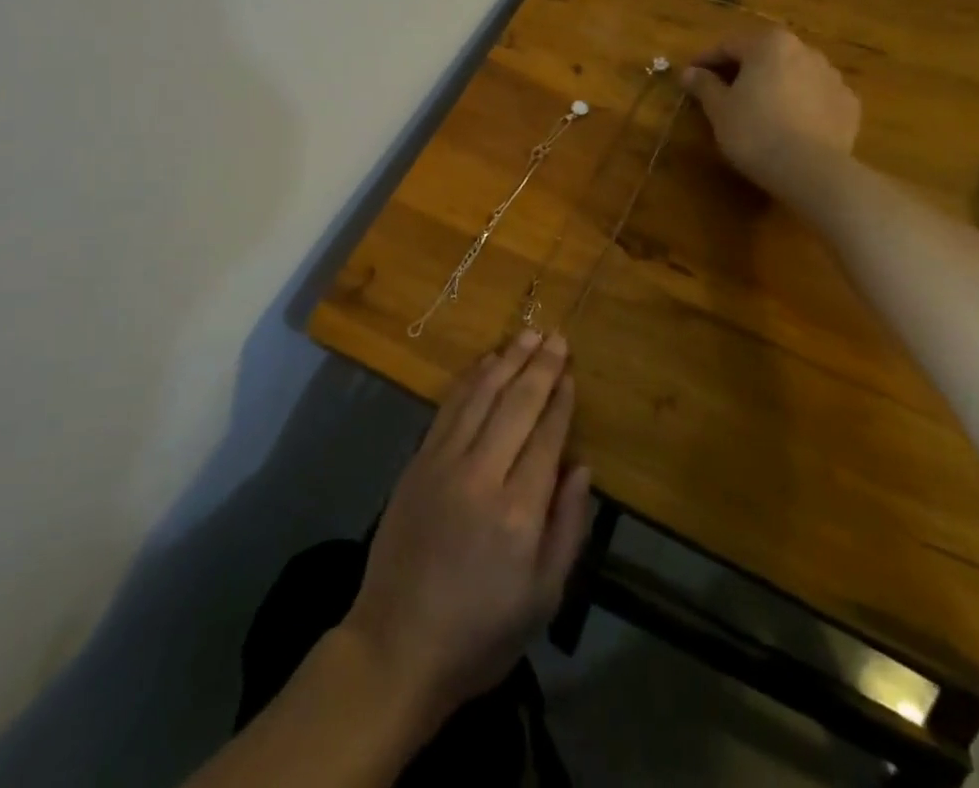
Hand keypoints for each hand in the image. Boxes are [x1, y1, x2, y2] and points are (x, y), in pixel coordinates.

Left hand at [341, 330, 592, 721]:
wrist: (397, 644)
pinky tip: (485, 363)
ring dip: (506, 361)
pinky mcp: (417, 461)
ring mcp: (443, 463)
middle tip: (555, 335)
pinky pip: (448, 407)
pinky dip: (470, 380)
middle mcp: (480, 475)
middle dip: (538, 367)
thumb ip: (567, 528)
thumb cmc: (481, 632)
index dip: (560, 401)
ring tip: (526, 335)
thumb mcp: (543, 598)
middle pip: (515, 405)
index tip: (570, 371)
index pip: (546, 437)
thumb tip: (581, 467)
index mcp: (518, 512)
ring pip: (480, 396)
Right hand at [680, 27, 860, 191]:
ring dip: (774, 84)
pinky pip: (816, 96)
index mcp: (769, 44)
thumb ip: (704, 85)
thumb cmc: (754, 131)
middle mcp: (804, 50)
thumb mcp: (719, 109)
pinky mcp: (849, 104)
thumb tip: (690, 72)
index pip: (729, 45)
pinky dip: (801, 103)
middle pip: (764, 55)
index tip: (691, 76)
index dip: (706, 60)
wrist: (811, 170)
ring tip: (758, 109)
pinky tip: (790, 124)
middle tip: (722, 91)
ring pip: (793, 73)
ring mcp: (832, 76)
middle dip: (743, 70)